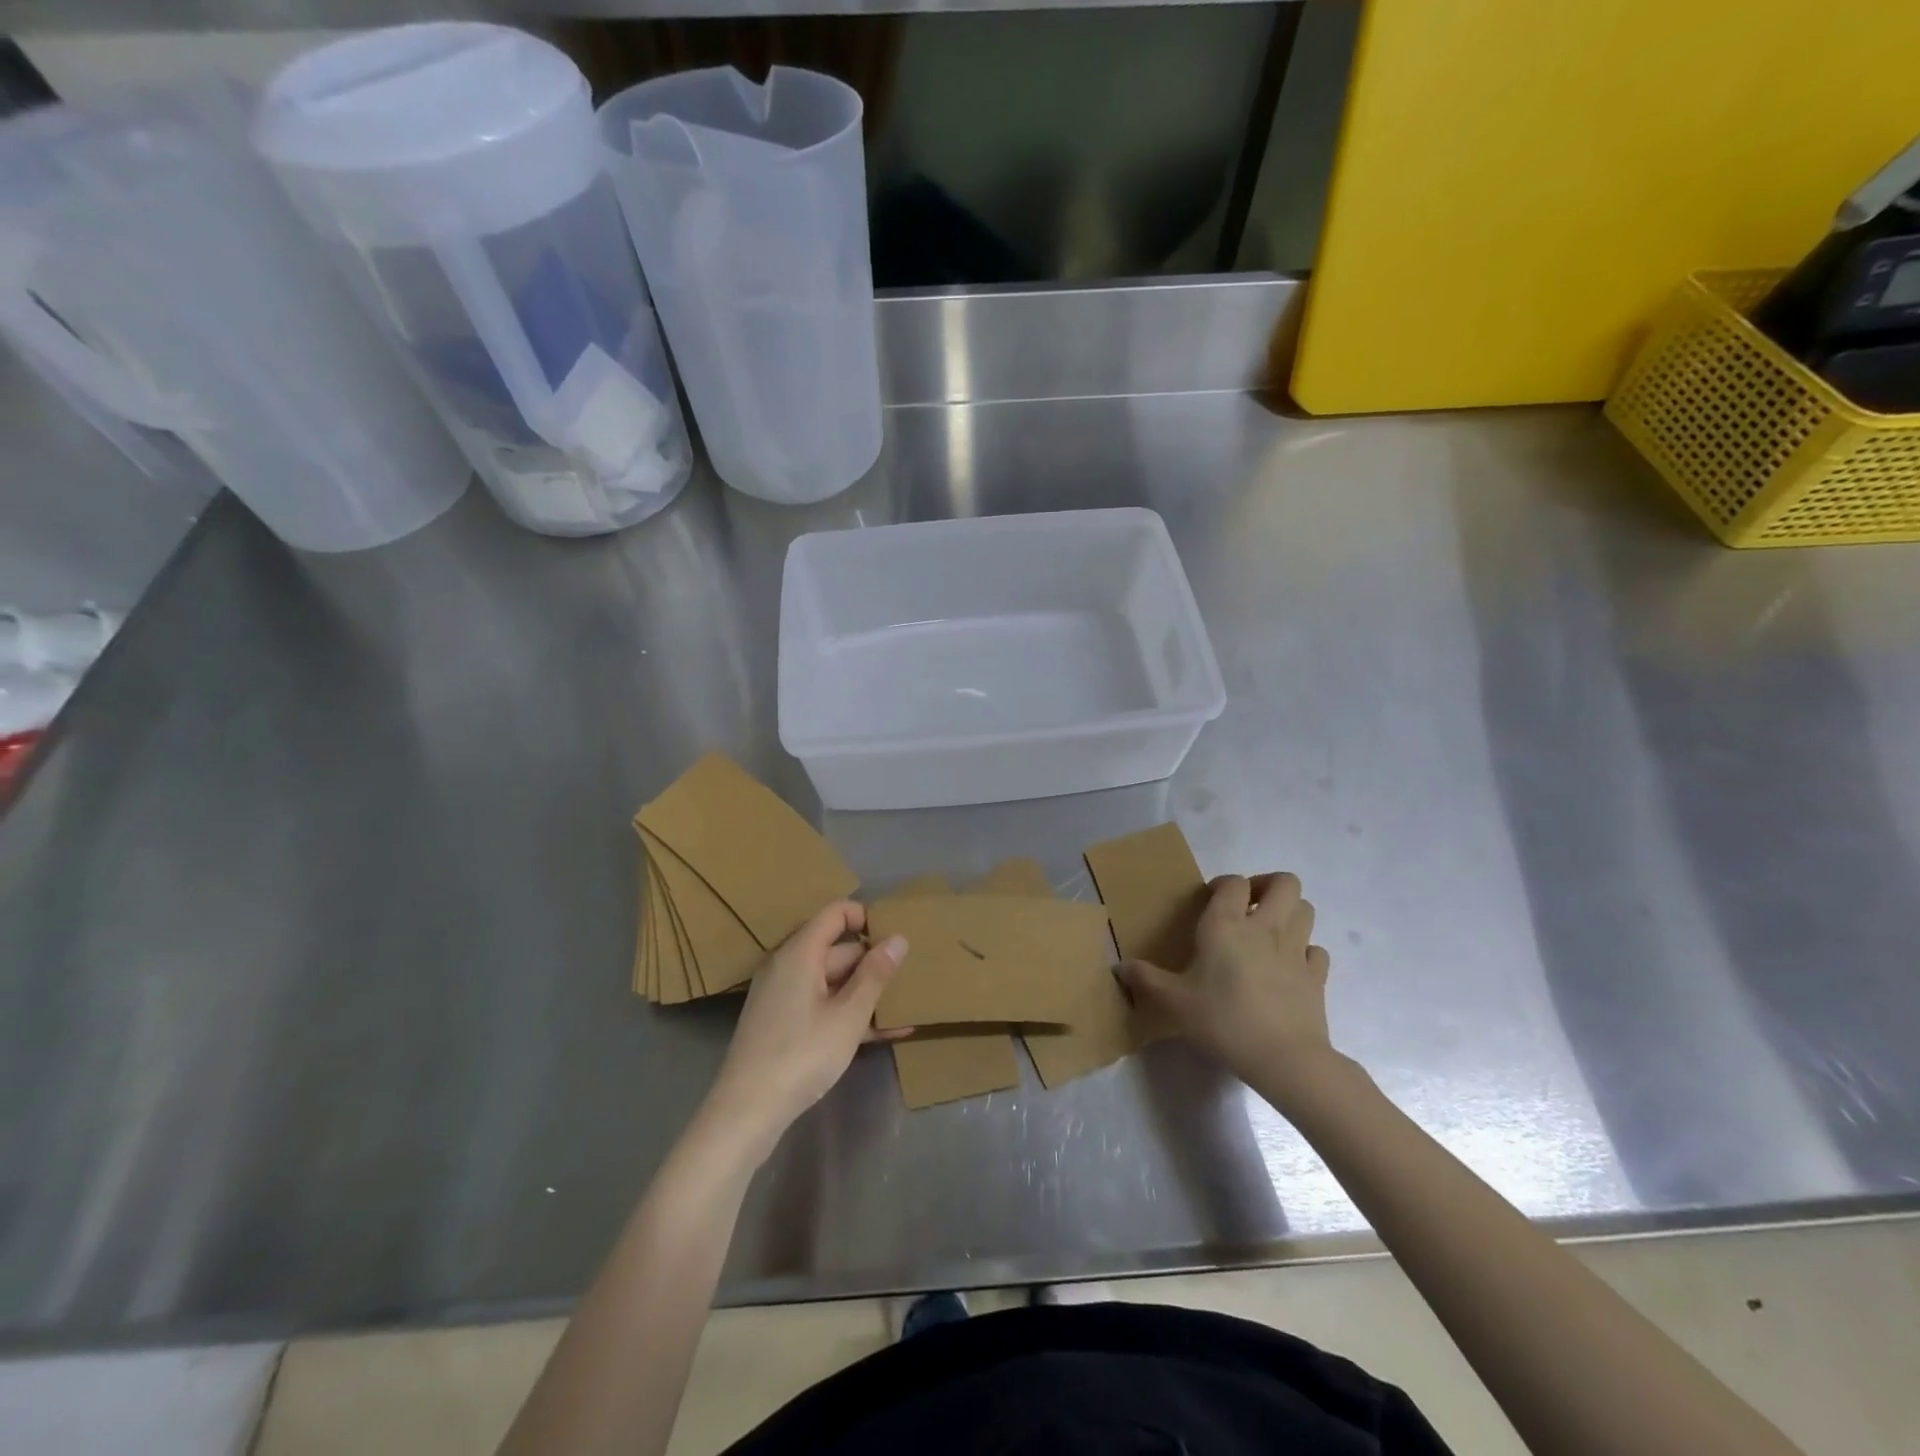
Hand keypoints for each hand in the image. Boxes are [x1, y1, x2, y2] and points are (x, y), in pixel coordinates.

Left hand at [702, 901, 907, 1159]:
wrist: (747, 1112)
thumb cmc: (802, 1054)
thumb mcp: (848, 1016)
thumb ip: (875, 975)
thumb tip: (899, 938)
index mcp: (800, 953)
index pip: (836, 913)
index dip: (867, 918)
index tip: (895, 939)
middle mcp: (788, 965)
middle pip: (837, 949)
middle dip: (873, 962)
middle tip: (911, 978)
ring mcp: (783, 995)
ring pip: (833, 981)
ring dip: (866, 992)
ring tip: (906, 1006)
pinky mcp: (783, 1023)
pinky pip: (822, 1004)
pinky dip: (849, 1013)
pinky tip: (885, 1032)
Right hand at [1118, 873, 1336, 1096]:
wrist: (1285, 1058)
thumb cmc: (1223, 1020)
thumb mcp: (1174, 1002)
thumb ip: (1146, 980)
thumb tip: (1118, 968)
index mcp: (1227, 925)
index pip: (1234, 882)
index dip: (1224, 884)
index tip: (1210, 900)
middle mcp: (1266, 927)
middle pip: (1284, 883)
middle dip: (1267, 886)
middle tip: (1248, 906)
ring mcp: (1297, 950)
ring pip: (1305, 909)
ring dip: (1289, 912)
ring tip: (1269, 931)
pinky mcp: (1317, 977)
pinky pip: (1316, 950)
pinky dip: (1305, 951)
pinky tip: (1289, 966)